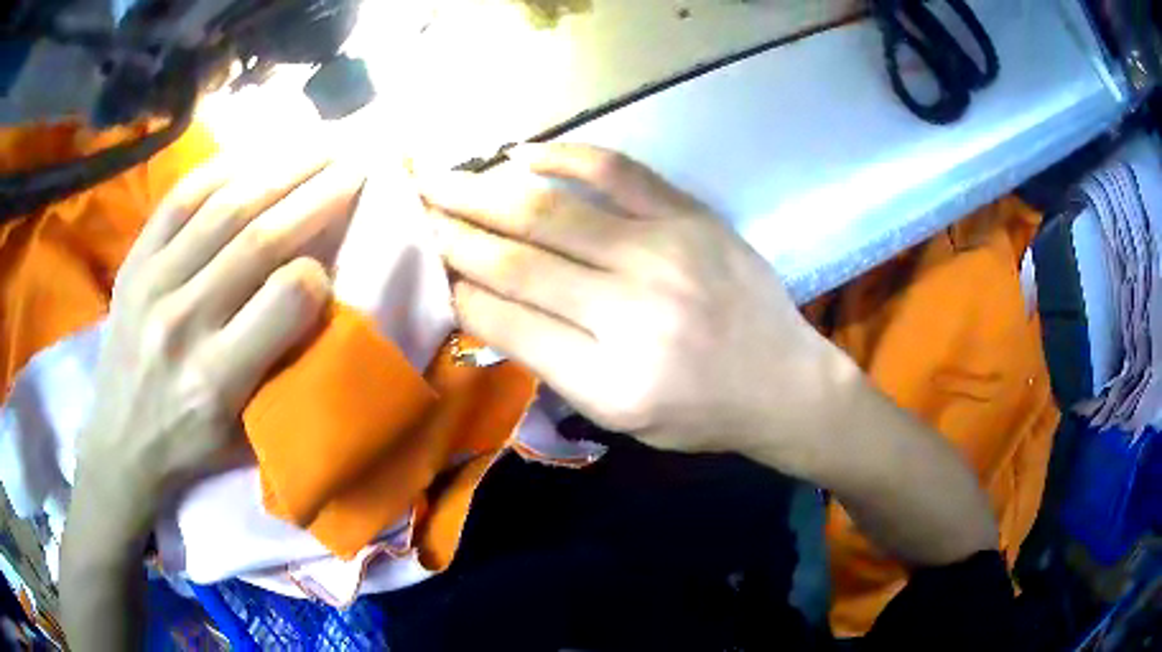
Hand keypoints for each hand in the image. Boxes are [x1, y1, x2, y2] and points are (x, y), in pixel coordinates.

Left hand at [73, 154, 362, 533]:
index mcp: (219, 378)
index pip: (287, 298)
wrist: (120, 443)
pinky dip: (221, 169)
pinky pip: (180, 199)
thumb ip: (281, 367)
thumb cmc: (190, 445)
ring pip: (225, 208)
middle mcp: (184, 322)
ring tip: (317, 144)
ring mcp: (152, 284)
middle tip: (354, 163)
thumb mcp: (246, 433)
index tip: (334, 259)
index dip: (321, 270)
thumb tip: (317, 295)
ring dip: (280, 168)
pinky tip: (254, 154)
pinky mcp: (133, 262)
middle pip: (260, 239)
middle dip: (317, 194)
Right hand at [420, 144, 853, 466]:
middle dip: (452, 233)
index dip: (455, 290)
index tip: (421, 266)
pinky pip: (617, 171)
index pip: (506, 322)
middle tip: (410, 210)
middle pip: (517, 261)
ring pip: (551, 212)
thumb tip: (487, 306)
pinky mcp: (690, 217)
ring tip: (440, 179)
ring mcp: (663, 253)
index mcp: (608, 380)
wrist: (784, 383)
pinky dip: (564, 155)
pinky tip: (521, 153)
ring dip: (484, 193)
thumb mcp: (621, 418)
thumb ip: (554, 365)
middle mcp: (630, 313)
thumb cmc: (701, 413)